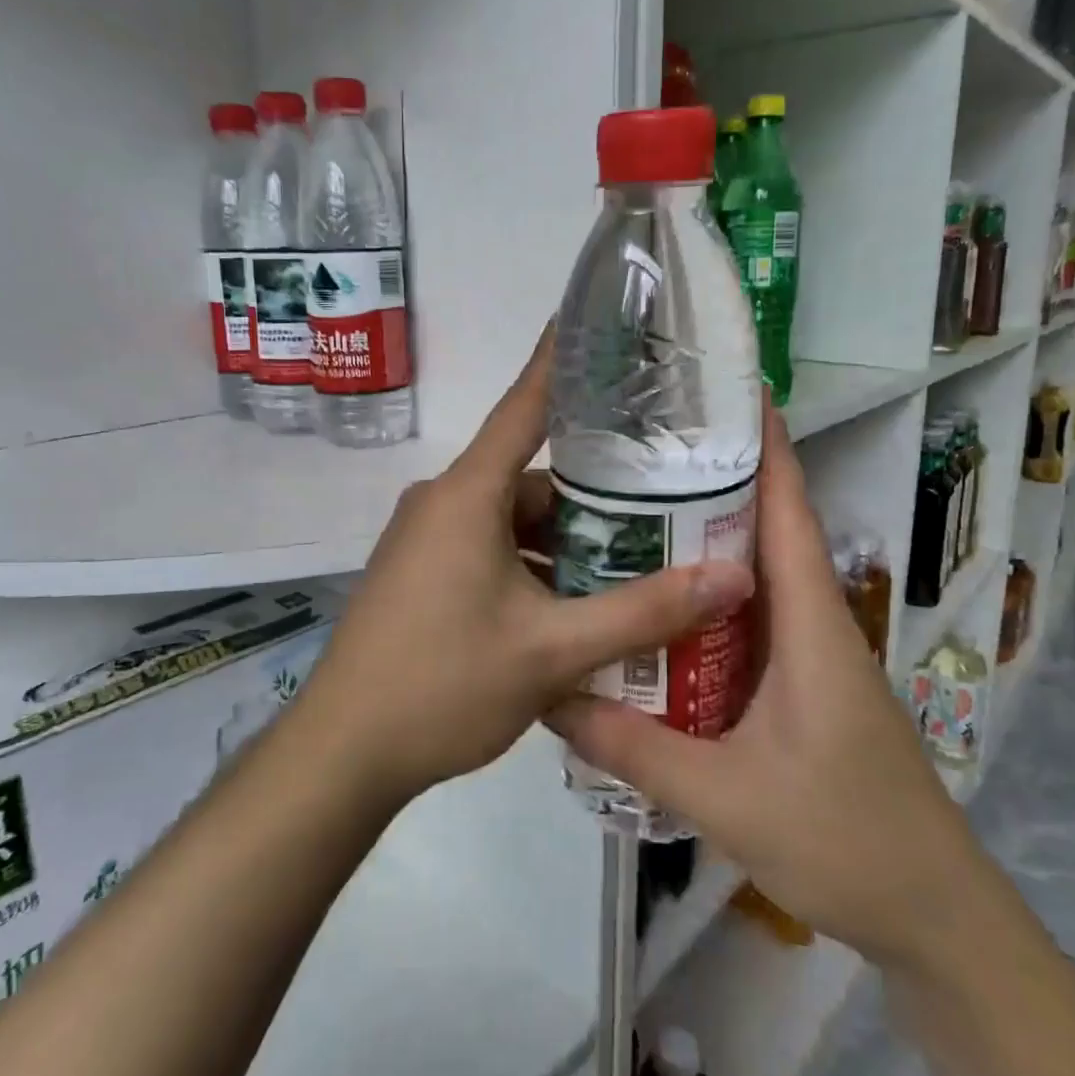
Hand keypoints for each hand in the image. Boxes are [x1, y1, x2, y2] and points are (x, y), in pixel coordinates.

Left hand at [298, 332, 755, 805]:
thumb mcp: (552, 652)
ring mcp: (427, 538)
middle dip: (596, 493)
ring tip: (638, 562)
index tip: (601, 324)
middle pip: (533, 478)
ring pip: (514, 521)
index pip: (526, 405)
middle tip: (667, 499)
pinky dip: (533, 568)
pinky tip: (578, 605)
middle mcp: (443, 502)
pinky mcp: (421, 572)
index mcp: (467, 494)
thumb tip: (731, 578)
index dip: (563, 361)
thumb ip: (643, 613)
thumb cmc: (443, 685)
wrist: (343, 751)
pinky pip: (490, 550)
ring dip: (567, 543)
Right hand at [549, 406, 985, 969]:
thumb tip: (551, 696)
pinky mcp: (799, 686)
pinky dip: (706, 600)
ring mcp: (808, 655)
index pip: (789, 512)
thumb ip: (635, 747)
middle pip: (765, 530)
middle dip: (714, 480)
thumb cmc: (844, 839)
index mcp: (810, 624)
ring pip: (753, 577)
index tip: (728, 392)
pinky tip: (657, 609)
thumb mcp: (726, 796)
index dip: (767, 447)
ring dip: (705, 540)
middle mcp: (811, 623)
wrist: (931, 916)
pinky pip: (746, 622)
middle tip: (638, 452)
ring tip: (631, 513)